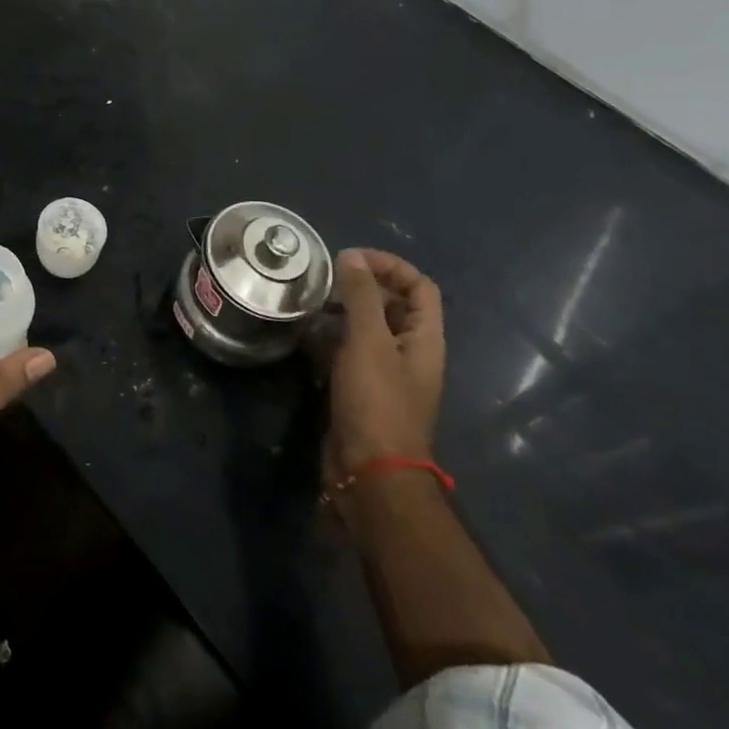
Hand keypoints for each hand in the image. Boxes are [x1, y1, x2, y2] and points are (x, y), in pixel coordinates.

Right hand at [322, 248, 445, 490]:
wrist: (370, 472)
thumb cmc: (376, 402)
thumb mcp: (368, 342)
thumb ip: (361, 297)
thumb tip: (352, 256)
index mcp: (424, 339)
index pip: (419, 286)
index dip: (390, 265)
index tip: (351, 259)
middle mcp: (409, 351)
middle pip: (392, 304)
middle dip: (361, 286)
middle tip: (323, 279)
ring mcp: (384, 372)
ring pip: (366, 327)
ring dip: (341, 310)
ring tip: (309, 302)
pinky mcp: (360, 388)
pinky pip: (347, 350)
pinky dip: (329, 337)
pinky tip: (303, 334)